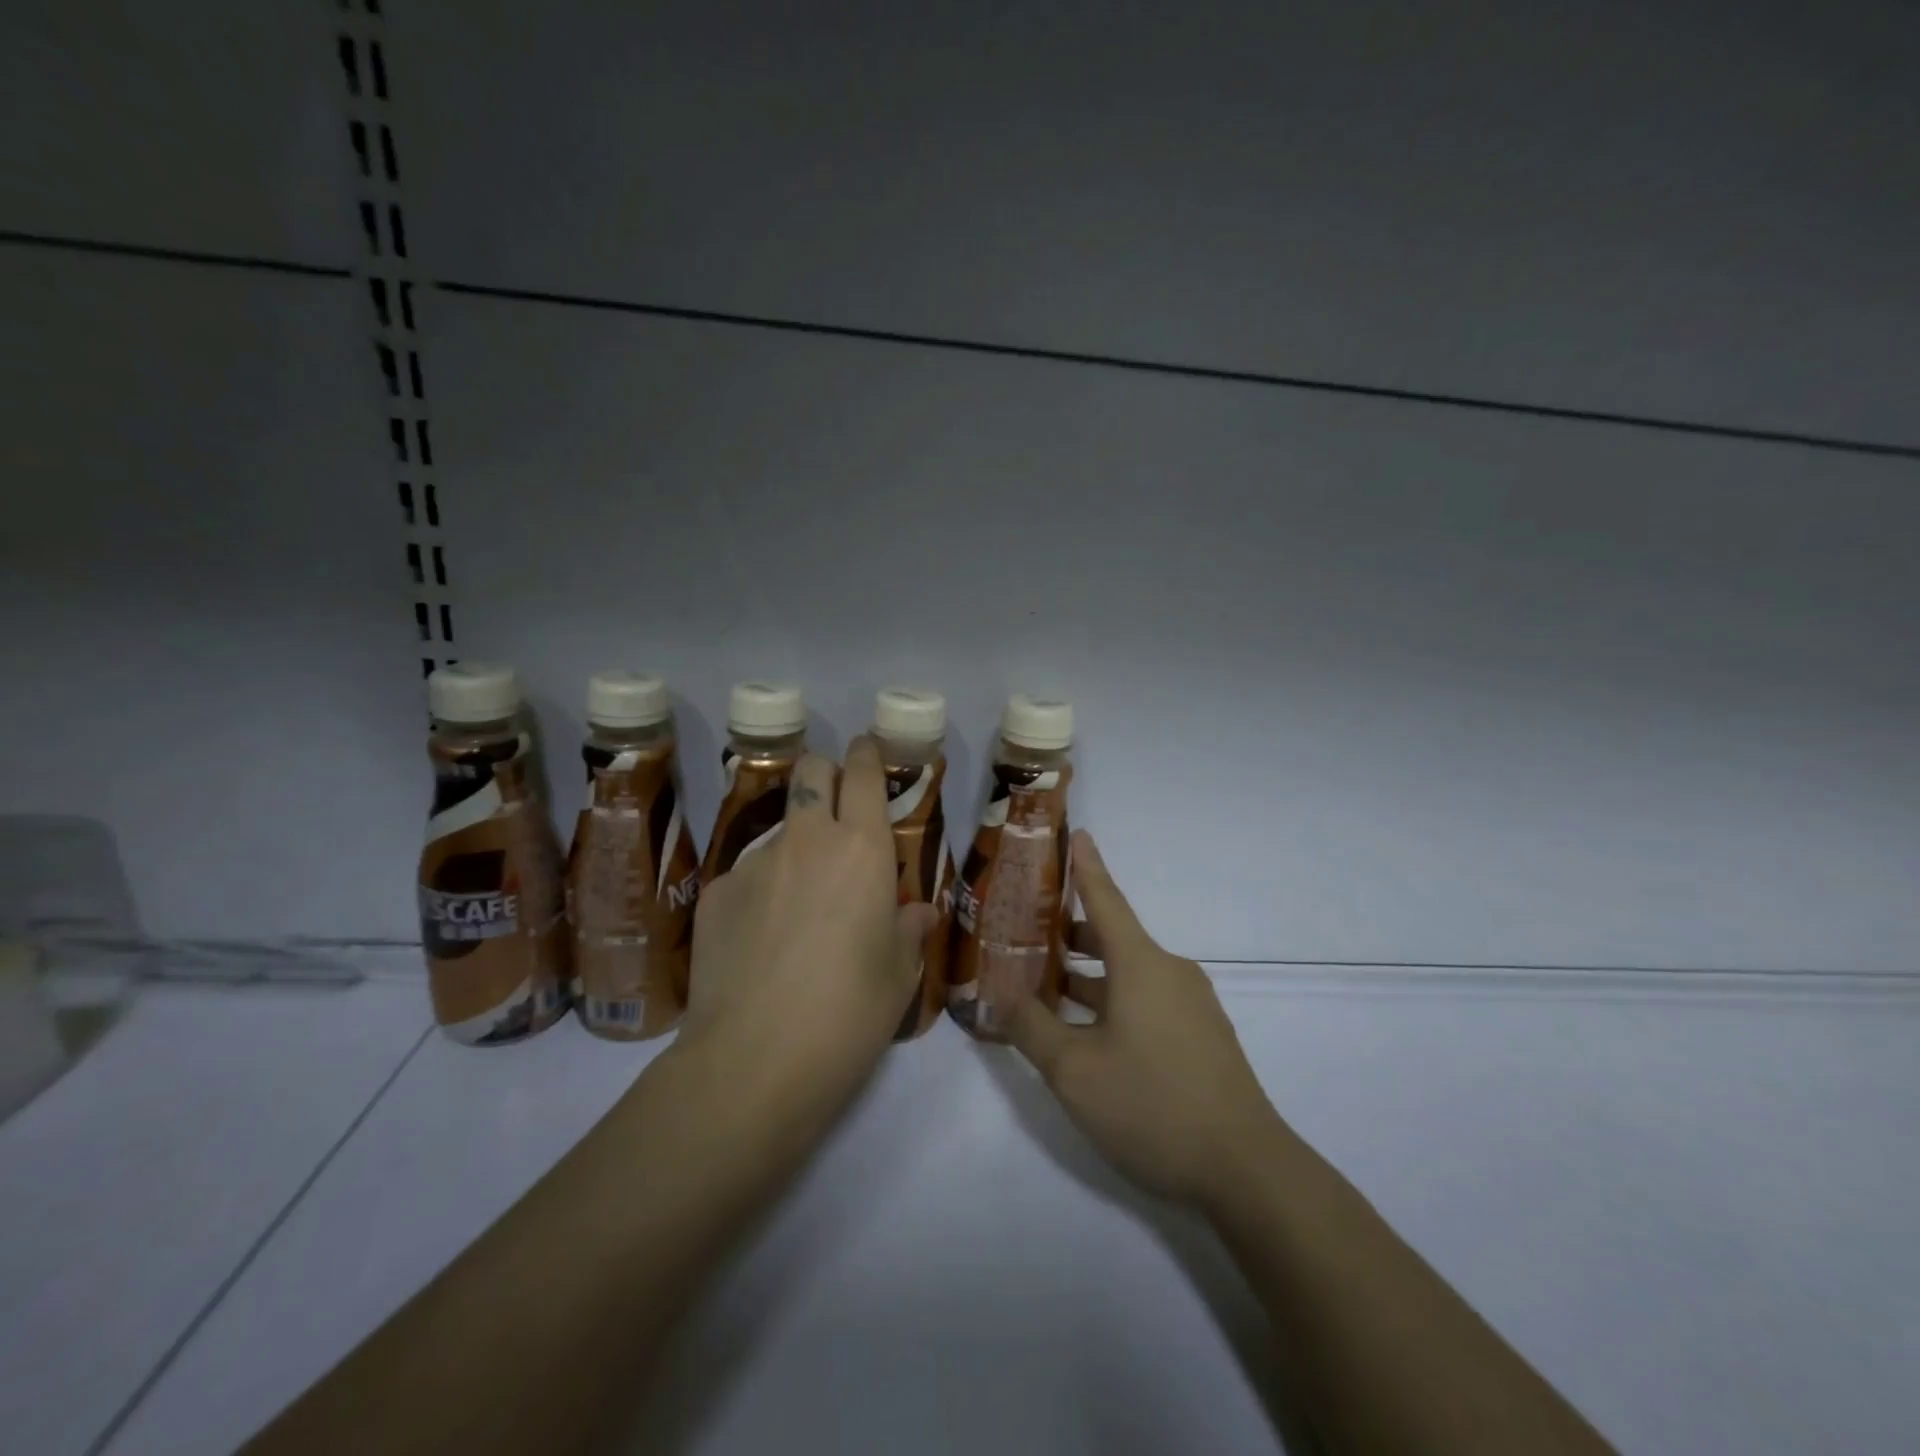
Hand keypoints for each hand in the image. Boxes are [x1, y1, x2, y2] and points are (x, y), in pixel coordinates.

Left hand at [682, 736, 936, 1100]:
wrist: (754, 1061)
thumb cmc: (849, 1013)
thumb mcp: (898, 974)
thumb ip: (909, 929)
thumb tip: (918, 912)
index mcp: (861, 850)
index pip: (862, 775)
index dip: (866, 754)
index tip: (867, 750)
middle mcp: (807, 841)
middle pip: (810, 772)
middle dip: (825, 773)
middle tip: (836, 807)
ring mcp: (754, 863)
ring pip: (780, 831)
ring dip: (796, 848)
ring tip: (798, 908)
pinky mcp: (716, 894)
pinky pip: (748, 876)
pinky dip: (762, 893)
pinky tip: (761, 942)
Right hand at [1008, 830, 1286, 1209]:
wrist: (1247, 1170)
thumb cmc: (1153, 1104)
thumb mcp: (1075, 1070)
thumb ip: (1031, 1027)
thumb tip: (998, 996)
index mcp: (1141, 963)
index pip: (1106, 899)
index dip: (1086, 866)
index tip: (1077, 834)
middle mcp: (1169, 971)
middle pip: (1113, 938)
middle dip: (1070, 933)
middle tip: (1026, 932)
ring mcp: (1191, 1004)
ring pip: (1129, 973)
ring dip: (1088, 975)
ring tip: (1046, 986)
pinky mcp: (1201, 1035)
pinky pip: (1147, 999)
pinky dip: (1113, 1000)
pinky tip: (1088, 1032)